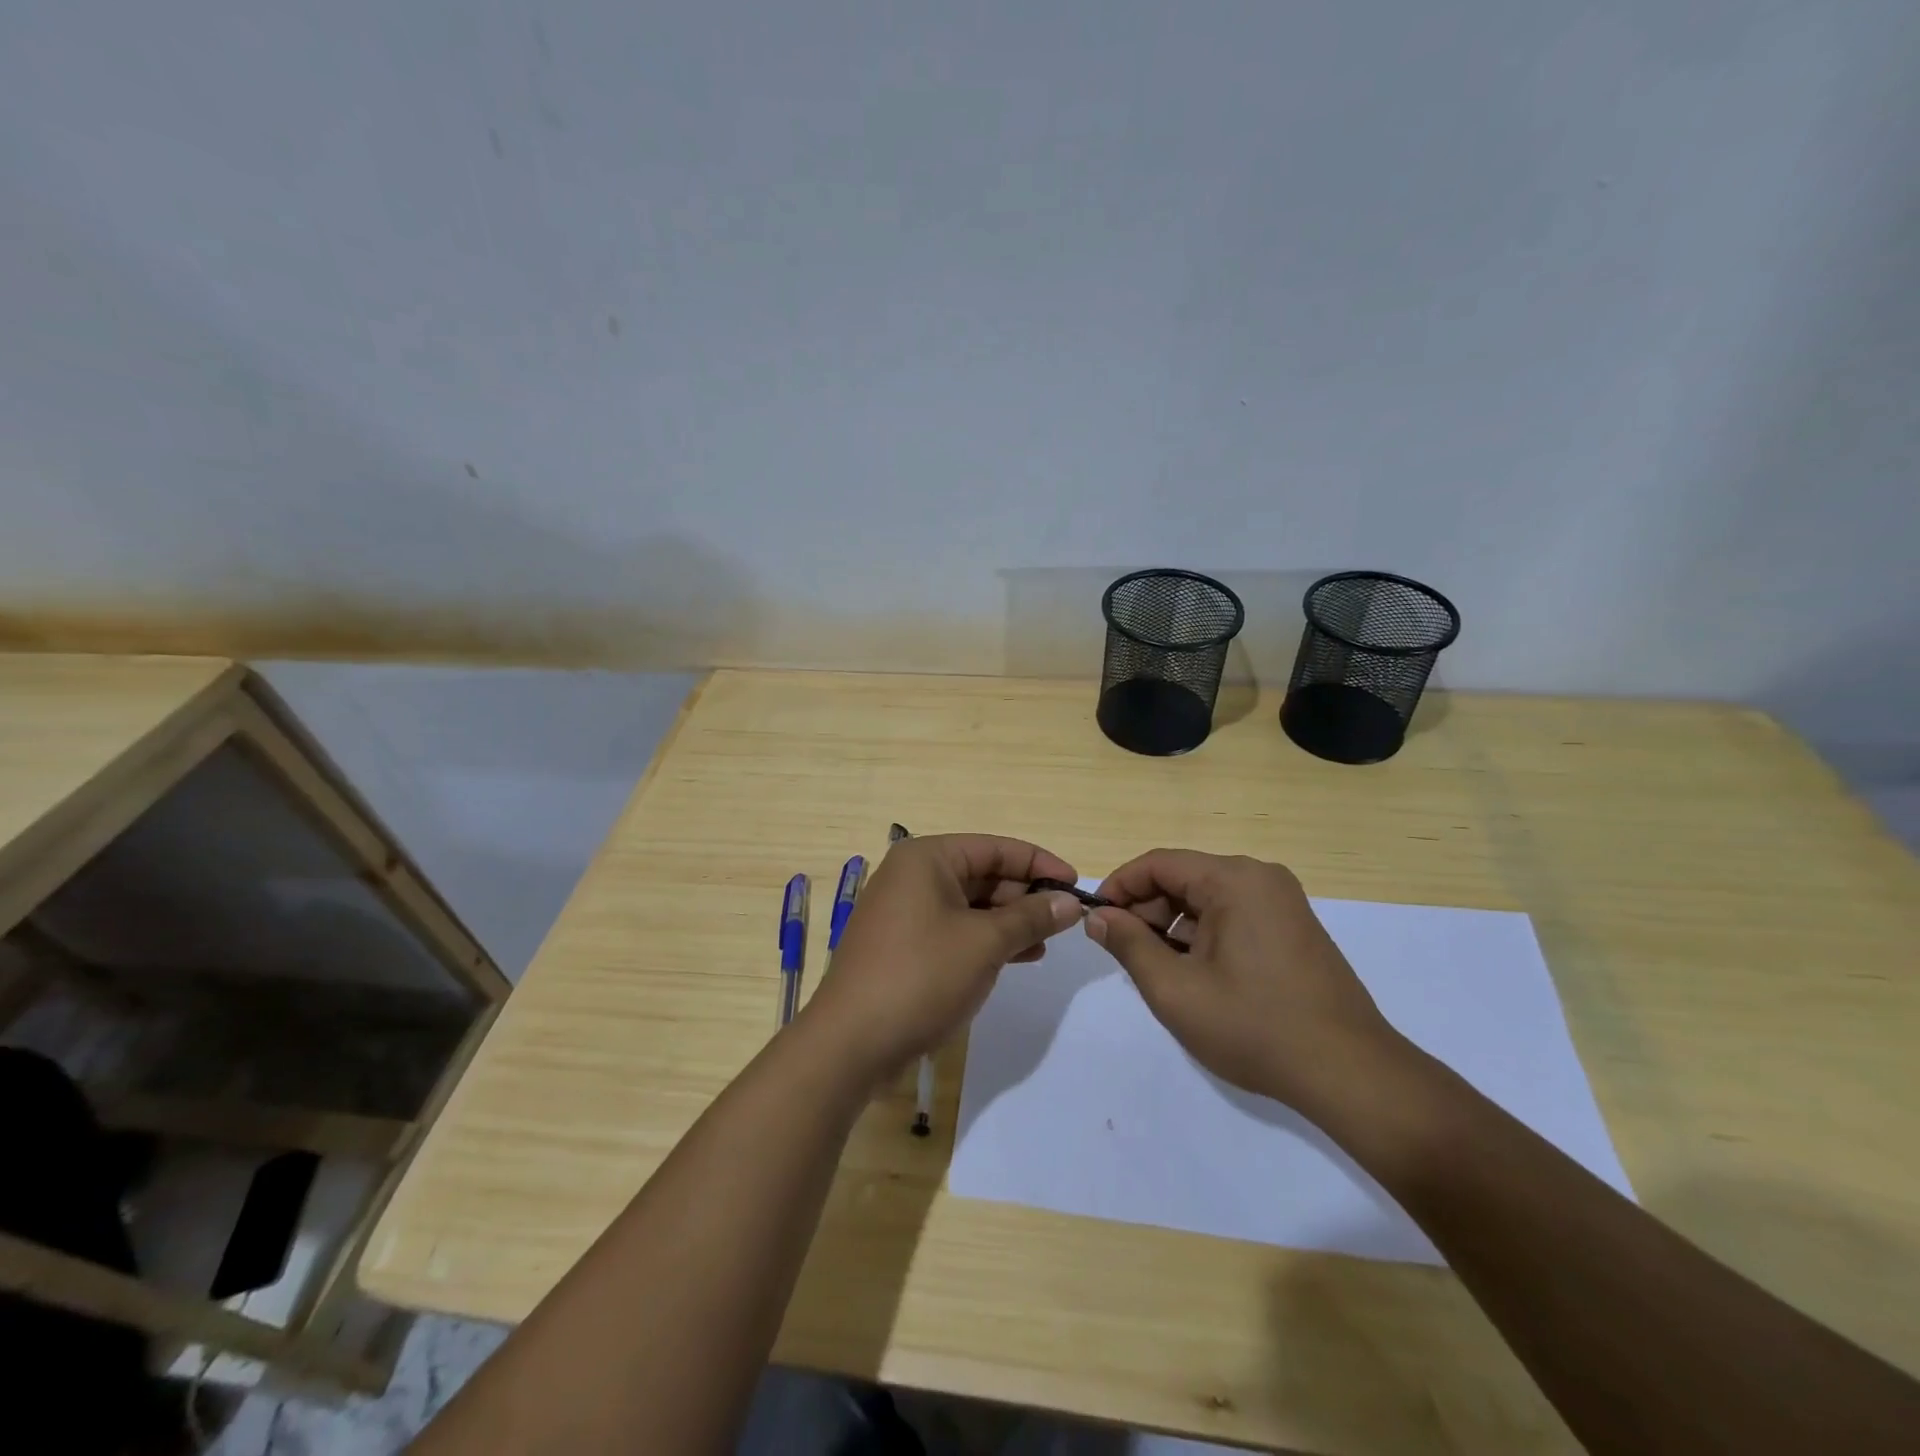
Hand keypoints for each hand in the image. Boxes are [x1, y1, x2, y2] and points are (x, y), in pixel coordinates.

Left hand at [802, 834, 1085, 1085]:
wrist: (851, 1044)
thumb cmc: (921, 977)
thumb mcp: (985, 943)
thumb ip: (1031, 917)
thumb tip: (1071, 902)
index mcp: (927, 858)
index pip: (996, 848)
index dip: (1040, 864)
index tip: (1078, 886)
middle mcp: (913, 876)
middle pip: (983, 874)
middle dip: (1025, 896)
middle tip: (1066, 922)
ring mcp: (905, 911)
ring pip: (971, 905)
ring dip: (1010, 921)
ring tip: (1047, 943)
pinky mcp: (904, 945)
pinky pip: (955, 929)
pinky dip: (987, 939)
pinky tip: (1018, 957)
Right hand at [1086, 849, 1402, 1114]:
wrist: (1349, 1073)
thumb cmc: (1254, 1027)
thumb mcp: (1175, 989)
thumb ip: (1128, 945)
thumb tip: (1098, 917)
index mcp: (1235, 879)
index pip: (1158, 863)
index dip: (1119, 887)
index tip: (1095, 919)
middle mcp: (1261, 877)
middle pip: (1183, 877)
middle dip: (1146, 910)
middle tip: (1124, 951)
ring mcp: (1282, 902)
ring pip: (1207, 898)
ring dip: (1174, 926)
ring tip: (1158, 970)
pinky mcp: (1293, 927)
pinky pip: (1233, 915)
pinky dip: (1203, 935)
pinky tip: (1196, 975)